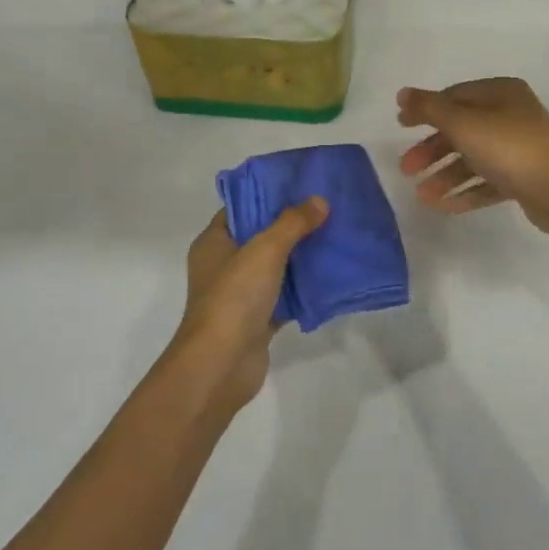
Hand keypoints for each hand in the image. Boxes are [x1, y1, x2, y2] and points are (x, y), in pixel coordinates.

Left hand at [173, 198, 327, 410]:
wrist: (221, 364)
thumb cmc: (234, 297)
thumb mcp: (265, 249)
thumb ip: (292, 223)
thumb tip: (319, 201)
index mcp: (213, 242)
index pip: (240, 208)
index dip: (268, 195)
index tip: (300, 185)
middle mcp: (223, 265)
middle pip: (260, 236)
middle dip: (291, 225)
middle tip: (325, 209)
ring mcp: (240, 294)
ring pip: (275, 267)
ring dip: (301, 257)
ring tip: (335, 237)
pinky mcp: (257, 320)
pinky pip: (285, 297)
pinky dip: (304, 289)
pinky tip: (331, 277)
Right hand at [397, 79, 548, 232]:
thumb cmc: (508, 148)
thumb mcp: (462, 123)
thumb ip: (429, 108)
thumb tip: (402, 93)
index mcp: (501, 93)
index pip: (454, 96)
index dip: (425, 110)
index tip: (400, 126)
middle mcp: (512, 115)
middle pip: (461, 129)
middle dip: (431, 150)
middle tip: (406, 169)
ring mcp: (520, 147)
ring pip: (473, 158)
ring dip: (445, 175)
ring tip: (422, 196)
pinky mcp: (524, 177)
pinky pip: (488, 180)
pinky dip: (465, 190)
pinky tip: (443, 206)